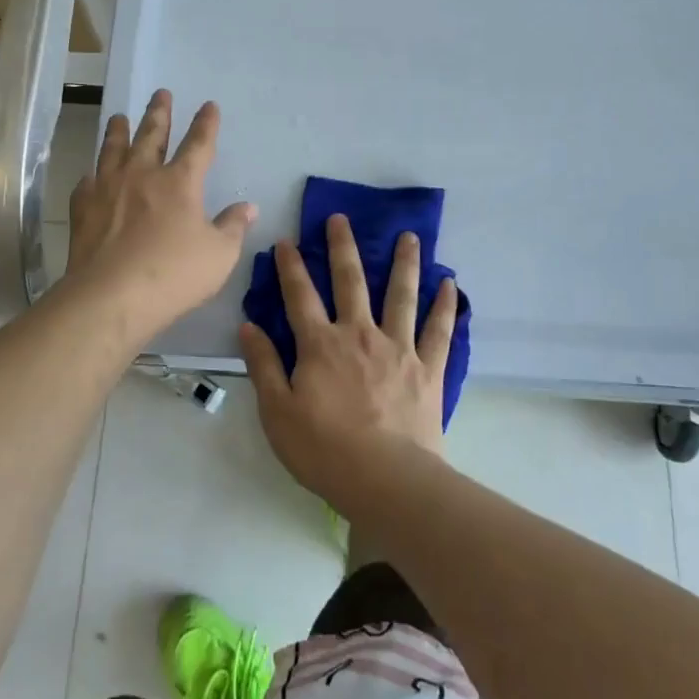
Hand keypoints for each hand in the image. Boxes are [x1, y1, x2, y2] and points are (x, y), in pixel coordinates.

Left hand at [64, 89, 256, 347]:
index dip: (206, 124)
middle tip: (160, 93)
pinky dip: (92, 174)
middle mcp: (142, 175)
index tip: (209, 105)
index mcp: (180, 182)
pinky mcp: (83, 209)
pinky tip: (91, 175)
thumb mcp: (219, 255)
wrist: (111, 297)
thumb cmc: (173, 275)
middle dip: (159, 113)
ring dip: (118, 131)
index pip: (198, 144)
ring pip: (113, 149)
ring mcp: (108, 188)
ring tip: (119, 117)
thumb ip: (233, 227)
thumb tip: (247, 207)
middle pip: (151, 134)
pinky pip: (87, 182)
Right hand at [239, 214, 458, 502]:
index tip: (287, 240)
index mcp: (320, 345)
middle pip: (350, 281)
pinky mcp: (428, 368)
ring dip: (403, 262)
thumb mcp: (277, 412)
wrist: (386, 480)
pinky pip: (439, 330)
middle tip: (341, 218)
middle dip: (342, 247)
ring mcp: (398, 348)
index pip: (300, 296)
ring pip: (401, 295)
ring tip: (408, 235)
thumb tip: (247, 326)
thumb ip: (263, 366)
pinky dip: (446, 306)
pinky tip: (451, 283)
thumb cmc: (324, 450)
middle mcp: (359, 334)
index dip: (291, 266)